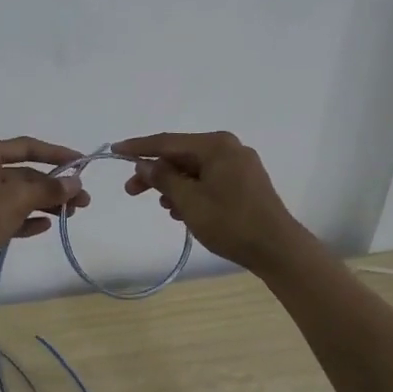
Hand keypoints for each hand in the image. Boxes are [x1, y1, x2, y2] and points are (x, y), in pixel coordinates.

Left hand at [0, 137, 91, 292]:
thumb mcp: (15, 200)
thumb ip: (48, 189)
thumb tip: (75, 183)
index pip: (25, 147)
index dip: (56, 154)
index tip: (82, 164)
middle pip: (23, 174)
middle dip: (53, 187)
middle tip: (83, 202)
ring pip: (16, 196)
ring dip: (44, 204)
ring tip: (70, 216)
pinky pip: (6, 215)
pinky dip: (25, 219)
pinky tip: (45, 227)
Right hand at [114, 131, 307, 272]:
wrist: (277, 249)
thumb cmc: (231, 222)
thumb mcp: (190, 201)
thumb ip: (164, 178)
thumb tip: (145, 163)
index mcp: (216, 145)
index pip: (168, 142)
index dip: (138, 147)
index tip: (114, 149)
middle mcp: (229, 148)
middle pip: (181, 156)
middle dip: (155, 173)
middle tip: (131, 190)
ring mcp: (240, 165)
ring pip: (195, 170)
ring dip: (173, 185)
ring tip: (162, 206)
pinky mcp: (245, 183)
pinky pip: (209, 180)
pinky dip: (191, 192)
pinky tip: (182, 211)